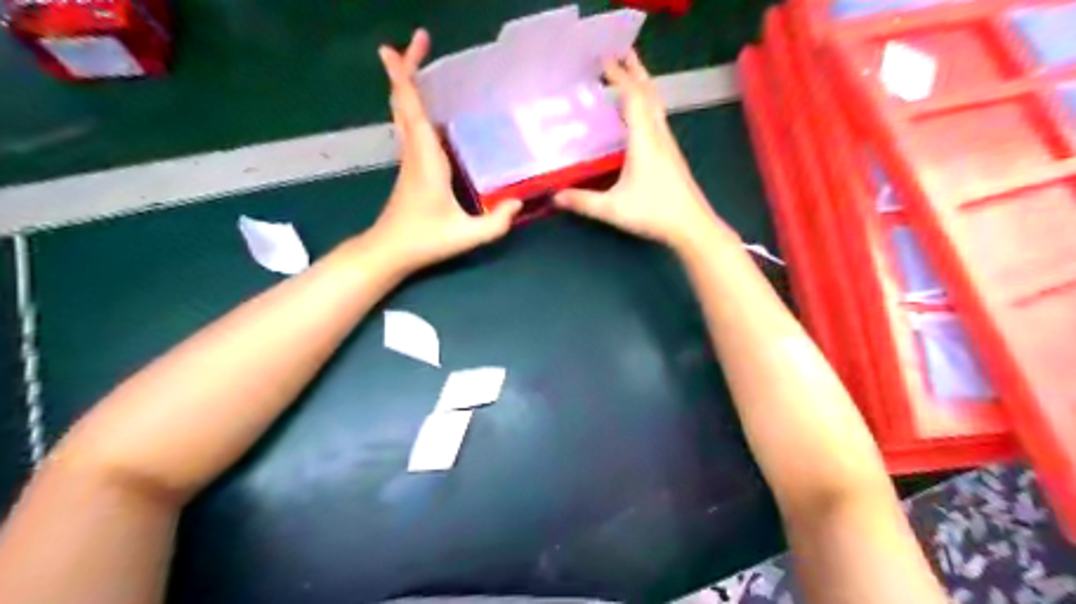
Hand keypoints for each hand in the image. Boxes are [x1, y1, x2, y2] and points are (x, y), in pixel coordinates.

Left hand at [371, 30, 521, 270]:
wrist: (390, 251)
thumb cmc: (425, 241)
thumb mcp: (466, 236)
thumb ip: (496, 222)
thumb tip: (519, 202)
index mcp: (426, 161)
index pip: (411, 112)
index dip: (403, 79)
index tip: (393, 48)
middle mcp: (414, 152)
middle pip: (403, 102)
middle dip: (405, 68)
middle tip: (418, 40)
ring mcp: (409, 158)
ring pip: (403, 111)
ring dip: (408, 84)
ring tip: (418, 60)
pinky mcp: (410, 166)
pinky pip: (408, 125)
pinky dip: (412, 104)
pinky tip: (426, 104)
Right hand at [556, 49, 739, 249]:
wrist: (692, 225)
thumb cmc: (654, 213)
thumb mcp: (613, 209)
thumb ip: (583, 202)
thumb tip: (555, 197)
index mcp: (644, 141)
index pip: (632, 98)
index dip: (618, 77)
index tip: (603, 60)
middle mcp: (658, 135)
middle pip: (649, 94)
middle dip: (635, 71)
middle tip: (620, 54)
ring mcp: (668, 144)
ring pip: (656, 105)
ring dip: (643, 86)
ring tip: (629, 76)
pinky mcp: (672, 155)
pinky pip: (658, 119)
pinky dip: (647, 105)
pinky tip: (639, 115)